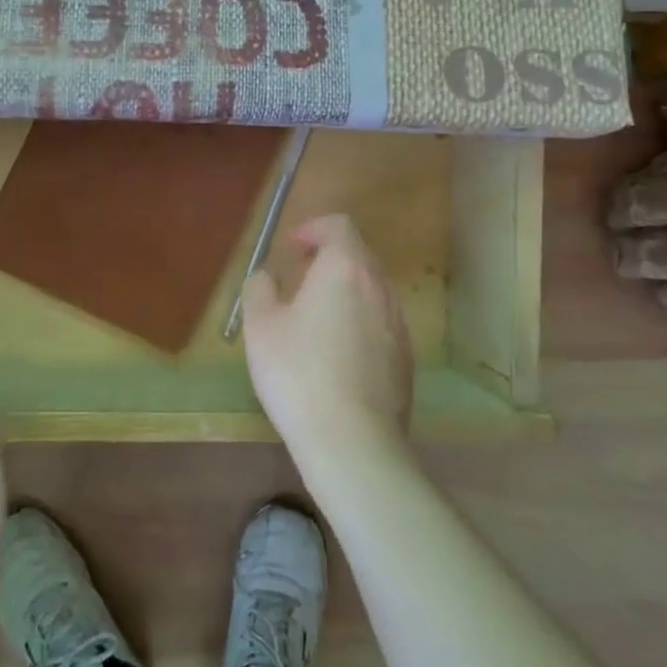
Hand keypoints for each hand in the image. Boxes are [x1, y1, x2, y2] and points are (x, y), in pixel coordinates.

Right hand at [240, 215, 414, 465]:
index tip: (292, 247)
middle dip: (328, 259)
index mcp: (345, 269)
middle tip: (298, 280)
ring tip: (315, 319)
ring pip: (371, 290)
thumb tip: (268, 277)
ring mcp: (398, 323)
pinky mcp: (406, 357)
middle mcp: (379, 287)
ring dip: (344, 291)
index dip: (313, 228)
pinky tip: (337, 356)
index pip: (339, 226)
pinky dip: (359, 322)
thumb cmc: (298, 373)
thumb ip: (260, 288)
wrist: (353, 440)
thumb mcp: (260, 326)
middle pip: (358, 256)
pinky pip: (380, 323)